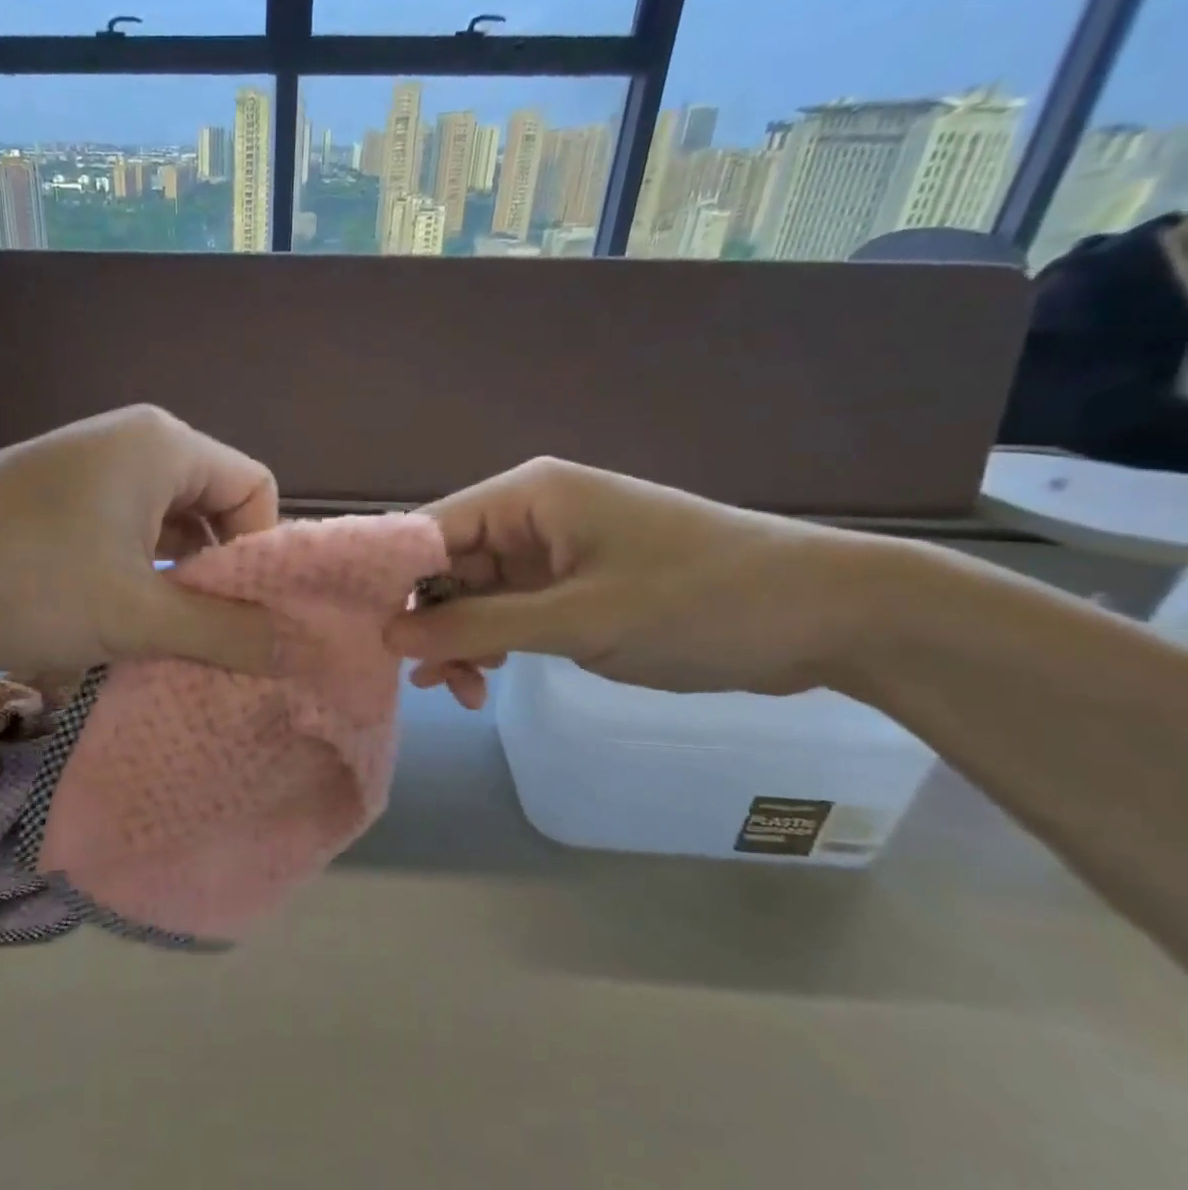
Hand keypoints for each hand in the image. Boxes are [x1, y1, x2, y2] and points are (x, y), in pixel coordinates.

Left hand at [0, 405, 279, 673]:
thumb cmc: (24, 581)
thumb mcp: (136, 615)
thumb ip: (225, 631)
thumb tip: (301, 647)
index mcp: (164, 446)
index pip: (255, 489)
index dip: (262, 554)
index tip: (244, 616)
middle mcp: (133, 443)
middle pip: (213, 509)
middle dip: (217, 577)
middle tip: (208, 639)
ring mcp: (89, 468)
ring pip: (165, 529)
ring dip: (173, 586)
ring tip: (163, 642)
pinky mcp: (57, 498)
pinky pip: (124, 535)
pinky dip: (134, 579)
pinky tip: (115, 626)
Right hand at [387, 458, 876, 700]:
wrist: (825, 615)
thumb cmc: (697, 602)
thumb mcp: (577, 619)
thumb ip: (477, 626)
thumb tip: (388, 636)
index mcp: (527, 497)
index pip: (429, 530)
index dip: (392, 581)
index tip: (365, 636)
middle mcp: (530, 515)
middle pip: (447, 566)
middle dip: (430, 622)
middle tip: (426, 681)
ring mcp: (552, 552)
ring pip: (475, 595)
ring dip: (460, 641)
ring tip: (460, 692)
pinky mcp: (573, 585)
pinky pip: (509, 612)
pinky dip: (492, 645)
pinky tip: (481, 682)